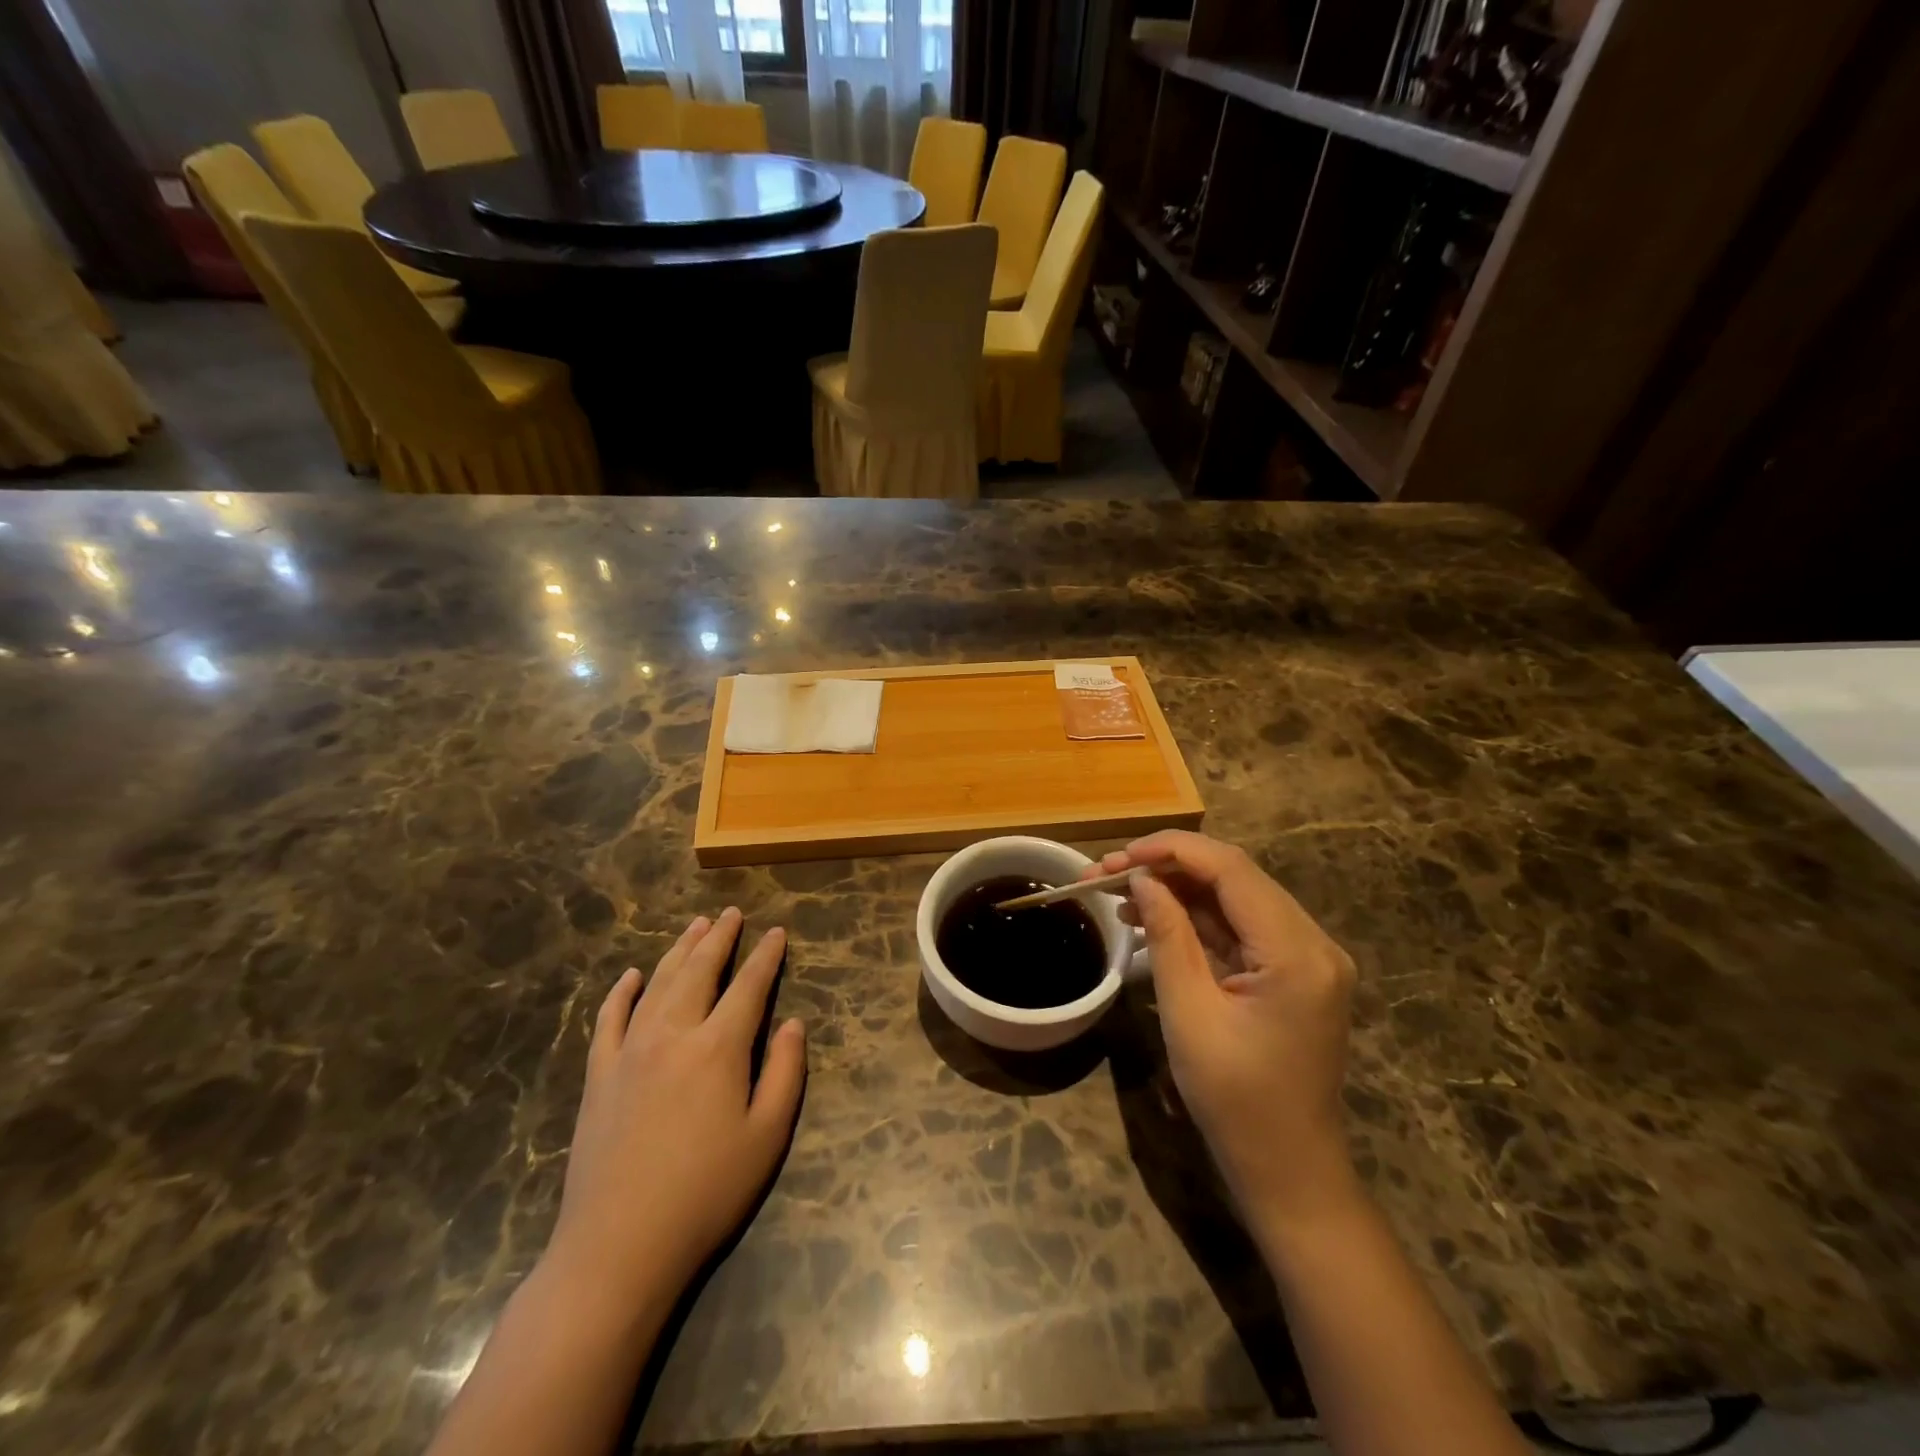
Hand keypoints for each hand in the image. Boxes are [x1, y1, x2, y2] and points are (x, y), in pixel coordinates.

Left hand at [545, 909, 806, 1313]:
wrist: (619, 1246)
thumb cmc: (706, 1193)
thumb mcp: (766, 1137)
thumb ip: (784, 1073)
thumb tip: (792, 1024)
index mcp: (719, 1048)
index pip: (748, 986)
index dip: (765, 957)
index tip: (776, 932)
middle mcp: (673, 1034)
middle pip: (699, 971)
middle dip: (719, 938)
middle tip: (731, 913)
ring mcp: (630, 1051)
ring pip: (657, 984)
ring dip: (678, 951)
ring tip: (695, 927)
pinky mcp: (599, 1075)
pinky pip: (609, 1019)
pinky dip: (621, 992)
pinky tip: (631, 975)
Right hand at [1085, 832, 1357, 1229]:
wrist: (1288, 1171)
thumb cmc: (1235, 1100)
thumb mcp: (1189, 1013)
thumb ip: (1168, 934)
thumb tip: (1141, 880)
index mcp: (1296, 952)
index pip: (1231, 869)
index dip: (1171, 850)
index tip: (1118, 856)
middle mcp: (1313, 941)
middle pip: (1234, 877)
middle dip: (1167, 866)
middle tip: (1106, 873)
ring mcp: (1308, 956)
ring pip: (1235, 898)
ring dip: (1178, 890)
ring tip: (1118, 894)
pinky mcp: (1294, 972)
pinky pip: (1241, 927)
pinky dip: (1197, 918)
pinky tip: (1152, 917)